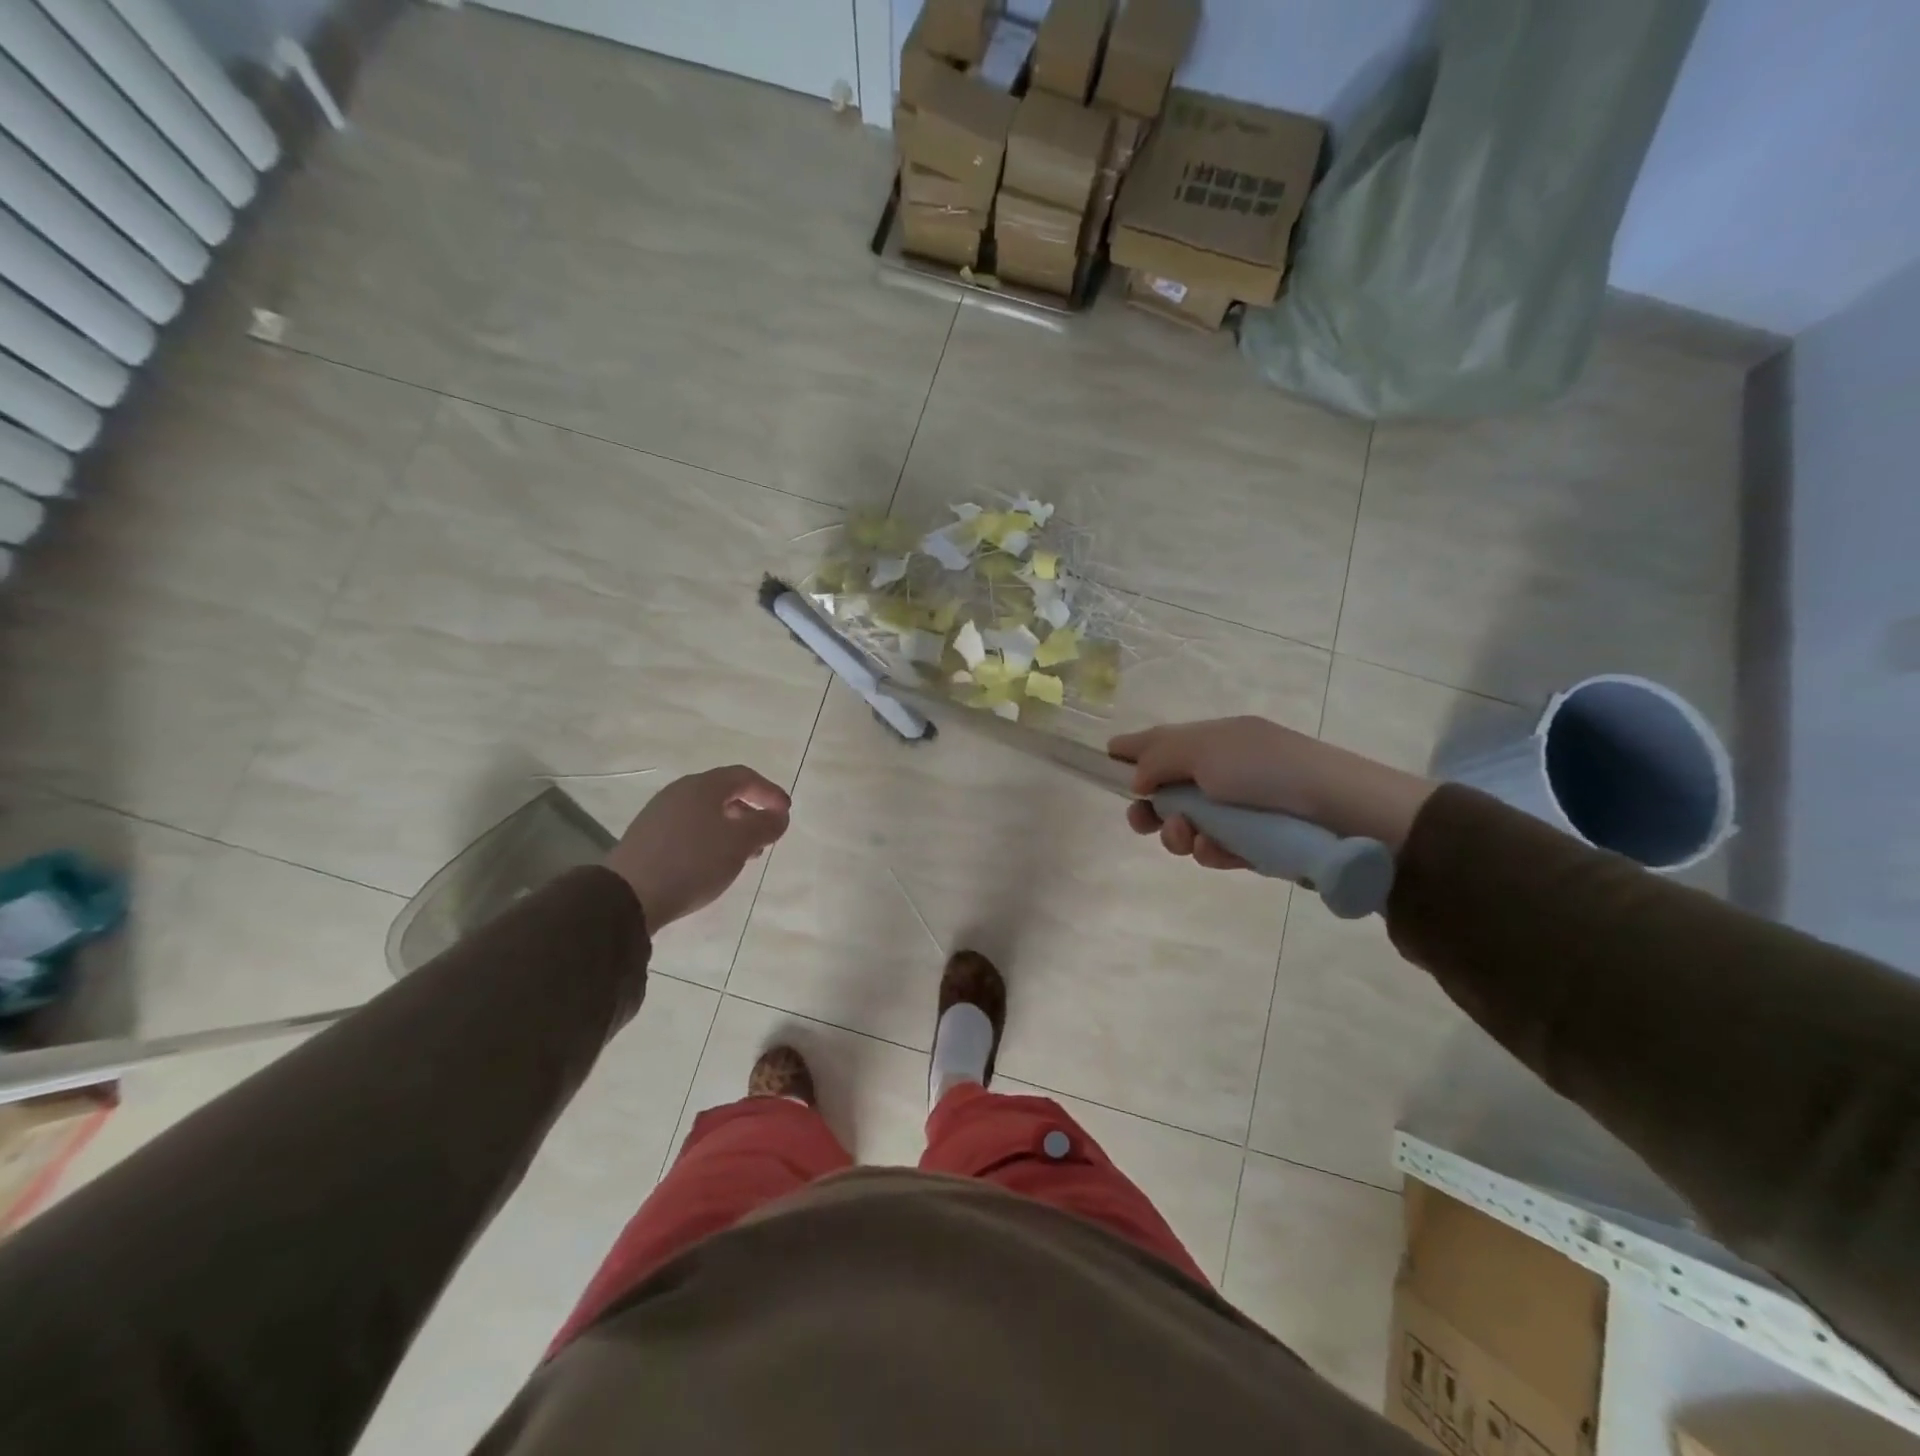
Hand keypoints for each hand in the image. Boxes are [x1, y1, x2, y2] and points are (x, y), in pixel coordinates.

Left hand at [605, 766, 790, 932]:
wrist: (628, 896)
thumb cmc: (693, 862)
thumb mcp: (740, 844)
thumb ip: (765, 825)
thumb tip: (779, 815)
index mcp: (703, 786)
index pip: (744, 776)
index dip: (769, 792)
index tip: (786, 813)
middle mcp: (679, 792)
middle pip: (724, 793)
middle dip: (750, 812)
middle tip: (766, 835)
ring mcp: (659, 814)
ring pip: (706, 813)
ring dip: (731, 828)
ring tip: (743, 854)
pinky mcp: (647, 837)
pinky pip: (688, 828)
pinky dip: (709, 839)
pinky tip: (712, 863)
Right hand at [1107, 716, 1434, 868]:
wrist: (1342, 812)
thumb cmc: (1267, 770)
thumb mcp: (1205, 750)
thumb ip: (1158, 759)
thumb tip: (1136, 778)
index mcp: (1215, 739)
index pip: (1163, 741)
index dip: (1132, 750)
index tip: (1105, 762)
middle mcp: (1225, 771)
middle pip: (1169, 789)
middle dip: (1150, 807)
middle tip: (1141, 820)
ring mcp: (1241, 809)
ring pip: (1188, 824)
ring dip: (1178, 833)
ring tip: (1186, 837)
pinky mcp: (1256, 844)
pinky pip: (1217, 848)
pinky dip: (1210, 850)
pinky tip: (1214, 851)